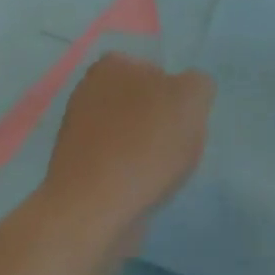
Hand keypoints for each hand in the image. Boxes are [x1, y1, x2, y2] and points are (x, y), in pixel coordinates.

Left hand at [42, 54, 214, 230]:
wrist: (96, 208)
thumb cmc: (146, 143)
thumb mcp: (192, 98)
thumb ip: (198, 84)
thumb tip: (189, 92)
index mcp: (111, 66)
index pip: (156, 70)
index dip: (176, 94)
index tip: (185, 119)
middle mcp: (87, 92)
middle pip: (142, 104)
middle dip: (160, 123)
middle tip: (177, 145)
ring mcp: (77, 132)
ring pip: (129, 135)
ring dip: (147, 151)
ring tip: (162, 173)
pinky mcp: (76, 169)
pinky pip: (116, 164)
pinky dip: (131, 175)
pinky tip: (142, 189)